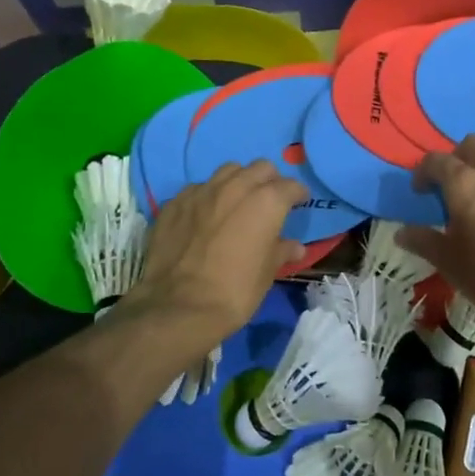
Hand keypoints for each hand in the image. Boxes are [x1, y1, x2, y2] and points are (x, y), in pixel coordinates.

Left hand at [126, 161, 306, 340]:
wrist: (178, 307)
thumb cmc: (235, 292)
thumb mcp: (266, 274)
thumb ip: (281, 251)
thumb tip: (295, 247)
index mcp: (266, 202)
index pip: (290, 186)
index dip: (298, 194)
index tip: (299, 202)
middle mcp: (235, 187)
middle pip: (260, 168)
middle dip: (269, 180)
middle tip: (269, 200)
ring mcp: (202, 191)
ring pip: (228, 171)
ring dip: (238, 181)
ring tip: (236, 201)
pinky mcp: (175, 202)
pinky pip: (197, 189)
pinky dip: (207, 197)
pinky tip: (205, 216)